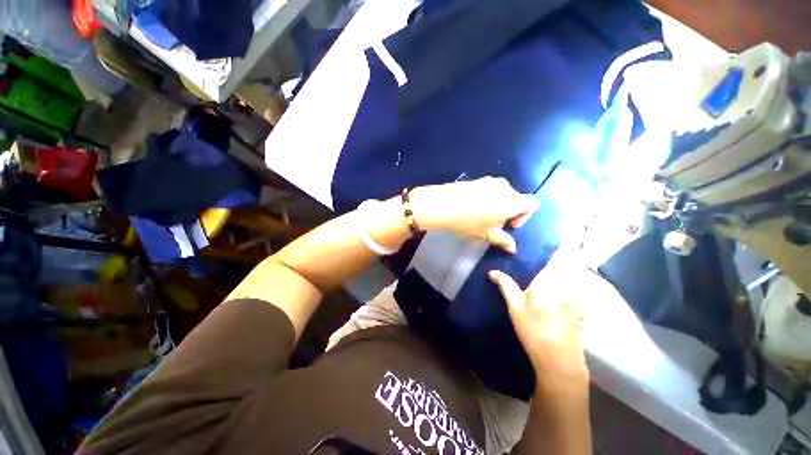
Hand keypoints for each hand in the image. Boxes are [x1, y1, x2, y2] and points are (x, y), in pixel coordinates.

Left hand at [410, 177, 537, 252]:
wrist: (444, 204)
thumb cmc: (469, 222)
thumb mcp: (486, 233)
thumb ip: (502, 240)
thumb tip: (512, 248)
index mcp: (513, 201)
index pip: (532, 204)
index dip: (525, 216)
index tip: (510, 225)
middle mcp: (505, 187)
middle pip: (515, 199)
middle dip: (508, 213)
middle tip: (493, 225)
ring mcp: (490, 181)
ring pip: (501, 194)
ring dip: (497, 205)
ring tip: (481, 217)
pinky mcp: (477, 179)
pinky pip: (489, 189)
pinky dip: (487, 199)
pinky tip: (472, 208)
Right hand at [488, 240, 588, 392]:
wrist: (559, 361)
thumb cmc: (534, 329)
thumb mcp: (515, 306)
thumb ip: (505, 285)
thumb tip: (492, 271)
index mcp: (550, 281)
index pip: (562, 256)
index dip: (568, 242)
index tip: (573, 227)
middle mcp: (568, 286)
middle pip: (573, 264)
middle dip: (570, 253)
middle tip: (561, 244)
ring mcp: (578, 298)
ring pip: (576, 277)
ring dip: (571, 268)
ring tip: (559, 263)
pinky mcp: (580, 309)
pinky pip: (576, 290)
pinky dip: (571, 284)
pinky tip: (561, 288)